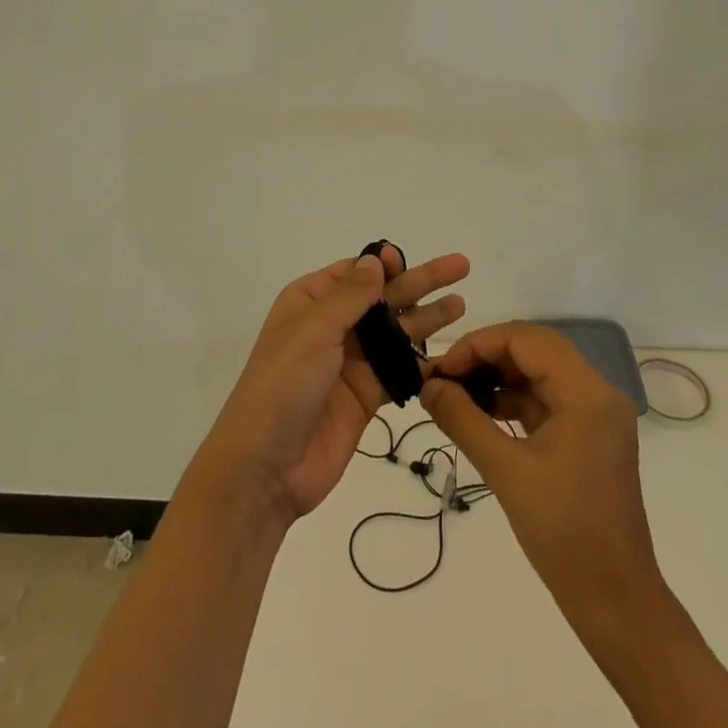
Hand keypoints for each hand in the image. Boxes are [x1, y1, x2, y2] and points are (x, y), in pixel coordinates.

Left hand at [194, 243, 469, 523]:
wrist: (266, 467)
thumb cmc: (283, 384)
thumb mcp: (314, 330)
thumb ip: (351, 296)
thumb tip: (375, 259)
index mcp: (310, 302)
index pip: (354, 273)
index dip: (383, 264)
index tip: (406, 259)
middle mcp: (332, 327)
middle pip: (383, 298)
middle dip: (419, 282)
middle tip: (460, 267)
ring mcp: (351, 363)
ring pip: (396, 332)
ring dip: (427, 318)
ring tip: (461, 304)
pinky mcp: (366, 397)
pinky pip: (399, 371)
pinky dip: (423, 363)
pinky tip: (450, 355)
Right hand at [422, 323, 659, 618]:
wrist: (616, 603)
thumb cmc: (564, 535)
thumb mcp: (506, 472)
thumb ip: (463, 420)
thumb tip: (427, 385)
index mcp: (586, 392)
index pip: (525, 339)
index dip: (478, 345)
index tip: (440, 369)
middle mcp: (597, 391)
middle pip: (533, 349)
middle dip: (485, 357)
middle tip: (444, 377)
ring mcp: (596, 413)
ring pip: (538, 371)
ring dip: (497, 377)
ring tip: (455, 394)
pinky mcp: (589, 434)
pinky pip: (546, 398)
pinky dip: (513, 399)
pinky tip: (481, 413)